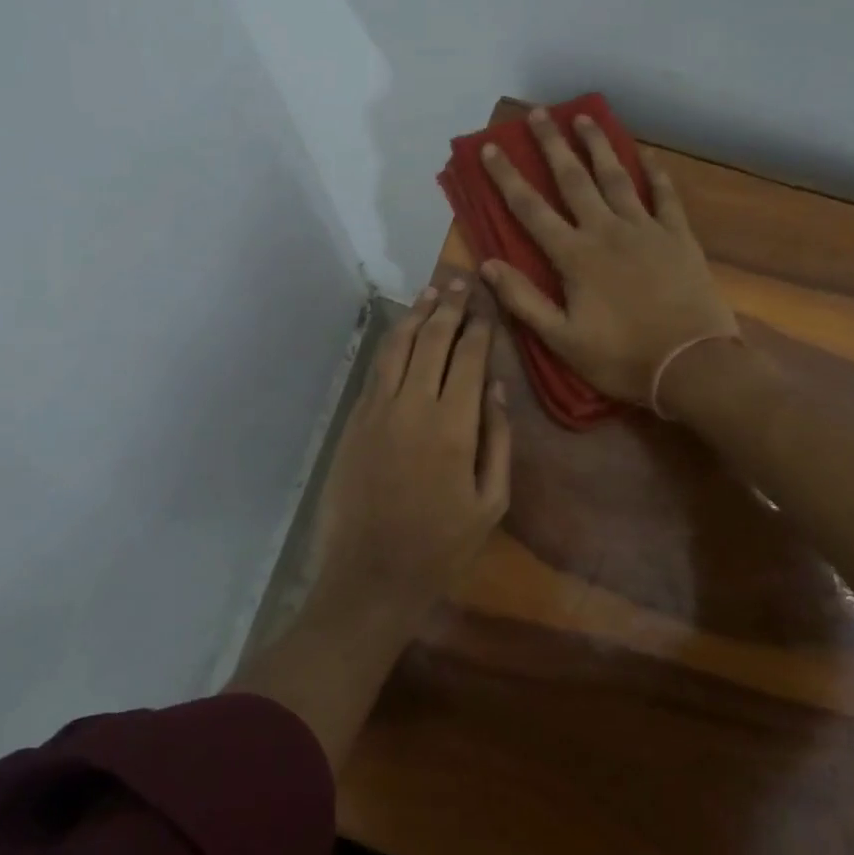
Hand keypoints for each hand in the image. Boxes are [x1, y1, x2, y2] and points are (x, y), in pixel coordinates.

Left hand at [310, 279, 511, 620]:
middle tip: (460, 279)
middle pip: (433, 341)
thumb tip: (496, 386)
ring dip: (417, 315)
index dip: (478, 326)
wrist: (371, 574)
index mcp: (453, 426)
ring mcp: (378, 410)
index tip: (486, 303)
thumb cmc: (441, 545)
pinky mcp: (355, 420)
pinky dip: (392, 343)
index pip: (468, 358)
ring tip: (432, 291)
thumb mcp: (491, 502)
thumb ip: (498, 439)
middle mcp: (413, 406)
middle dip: (449, 306)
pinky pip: (376, 369)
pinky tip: (403, 330)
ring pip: (399, 347)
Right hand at [478, 107, 737, 407]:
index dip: (507, 178)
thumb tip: (486, 265)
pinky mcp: (678, 237)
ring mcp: (646, 229)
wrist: (692, 366)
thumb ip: (523, 300)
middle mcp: (606, 231)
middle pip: (574, 179)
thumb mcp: (562, 339)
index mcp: (574, 257)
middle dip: (552, 145)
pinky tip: (646, 155)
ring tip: (585, 117)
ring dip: (598, 146)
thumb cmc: (622, 357)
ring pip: (617, 177)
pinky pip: (665, 195)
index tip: (491, 148)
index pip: (531, 209)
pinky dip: (655, 173)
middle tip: (539, 113)